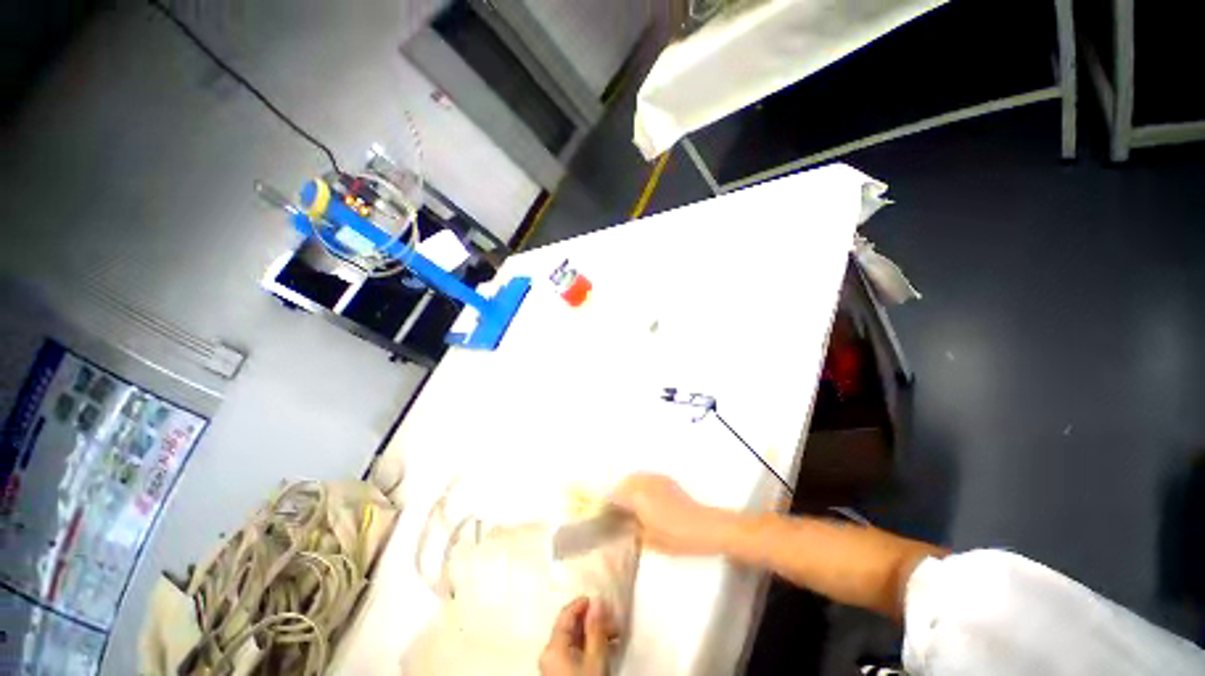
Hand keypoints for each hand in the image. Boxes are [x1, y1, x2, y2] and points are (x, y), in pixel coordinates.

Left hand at [539, 597, 614, 675]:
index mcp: (553, 647)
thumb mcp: (595, 659)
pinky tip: (608, 647)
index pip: (566, 614)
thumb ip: (596, 629)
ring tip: (616, 634)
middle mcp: (550, 654)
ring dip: (596, 633)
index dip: (583, 603)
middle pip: (572, 627)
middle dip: (594, 620)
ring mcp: (555, 666)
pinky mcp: (563, 674)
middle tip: (614, 619)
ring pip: (576, 640)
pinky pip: (576, 653)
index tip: (601, 598)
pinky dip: (591, 647)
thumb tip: (597, 601)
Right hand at [610, 473, 728, 555]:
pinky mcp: (667, 480)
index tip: (604, 517)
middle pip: (623, 483)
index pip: (615, 496)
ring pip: (635, 478)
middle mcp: (645, 483)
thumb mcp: (650, 540)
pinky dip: (641, 486)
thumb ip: (633, 530)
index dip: (607, 506)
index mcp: (638, 497)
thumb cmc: (677, 537)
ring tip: (629, 506)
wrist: (706, 527)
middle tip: (616, 513)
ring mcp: (657, 479)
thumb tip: (624, 526)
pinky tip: (645, 500)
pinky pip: (647, 479)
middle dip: (617, 495)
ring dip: (628, 489)